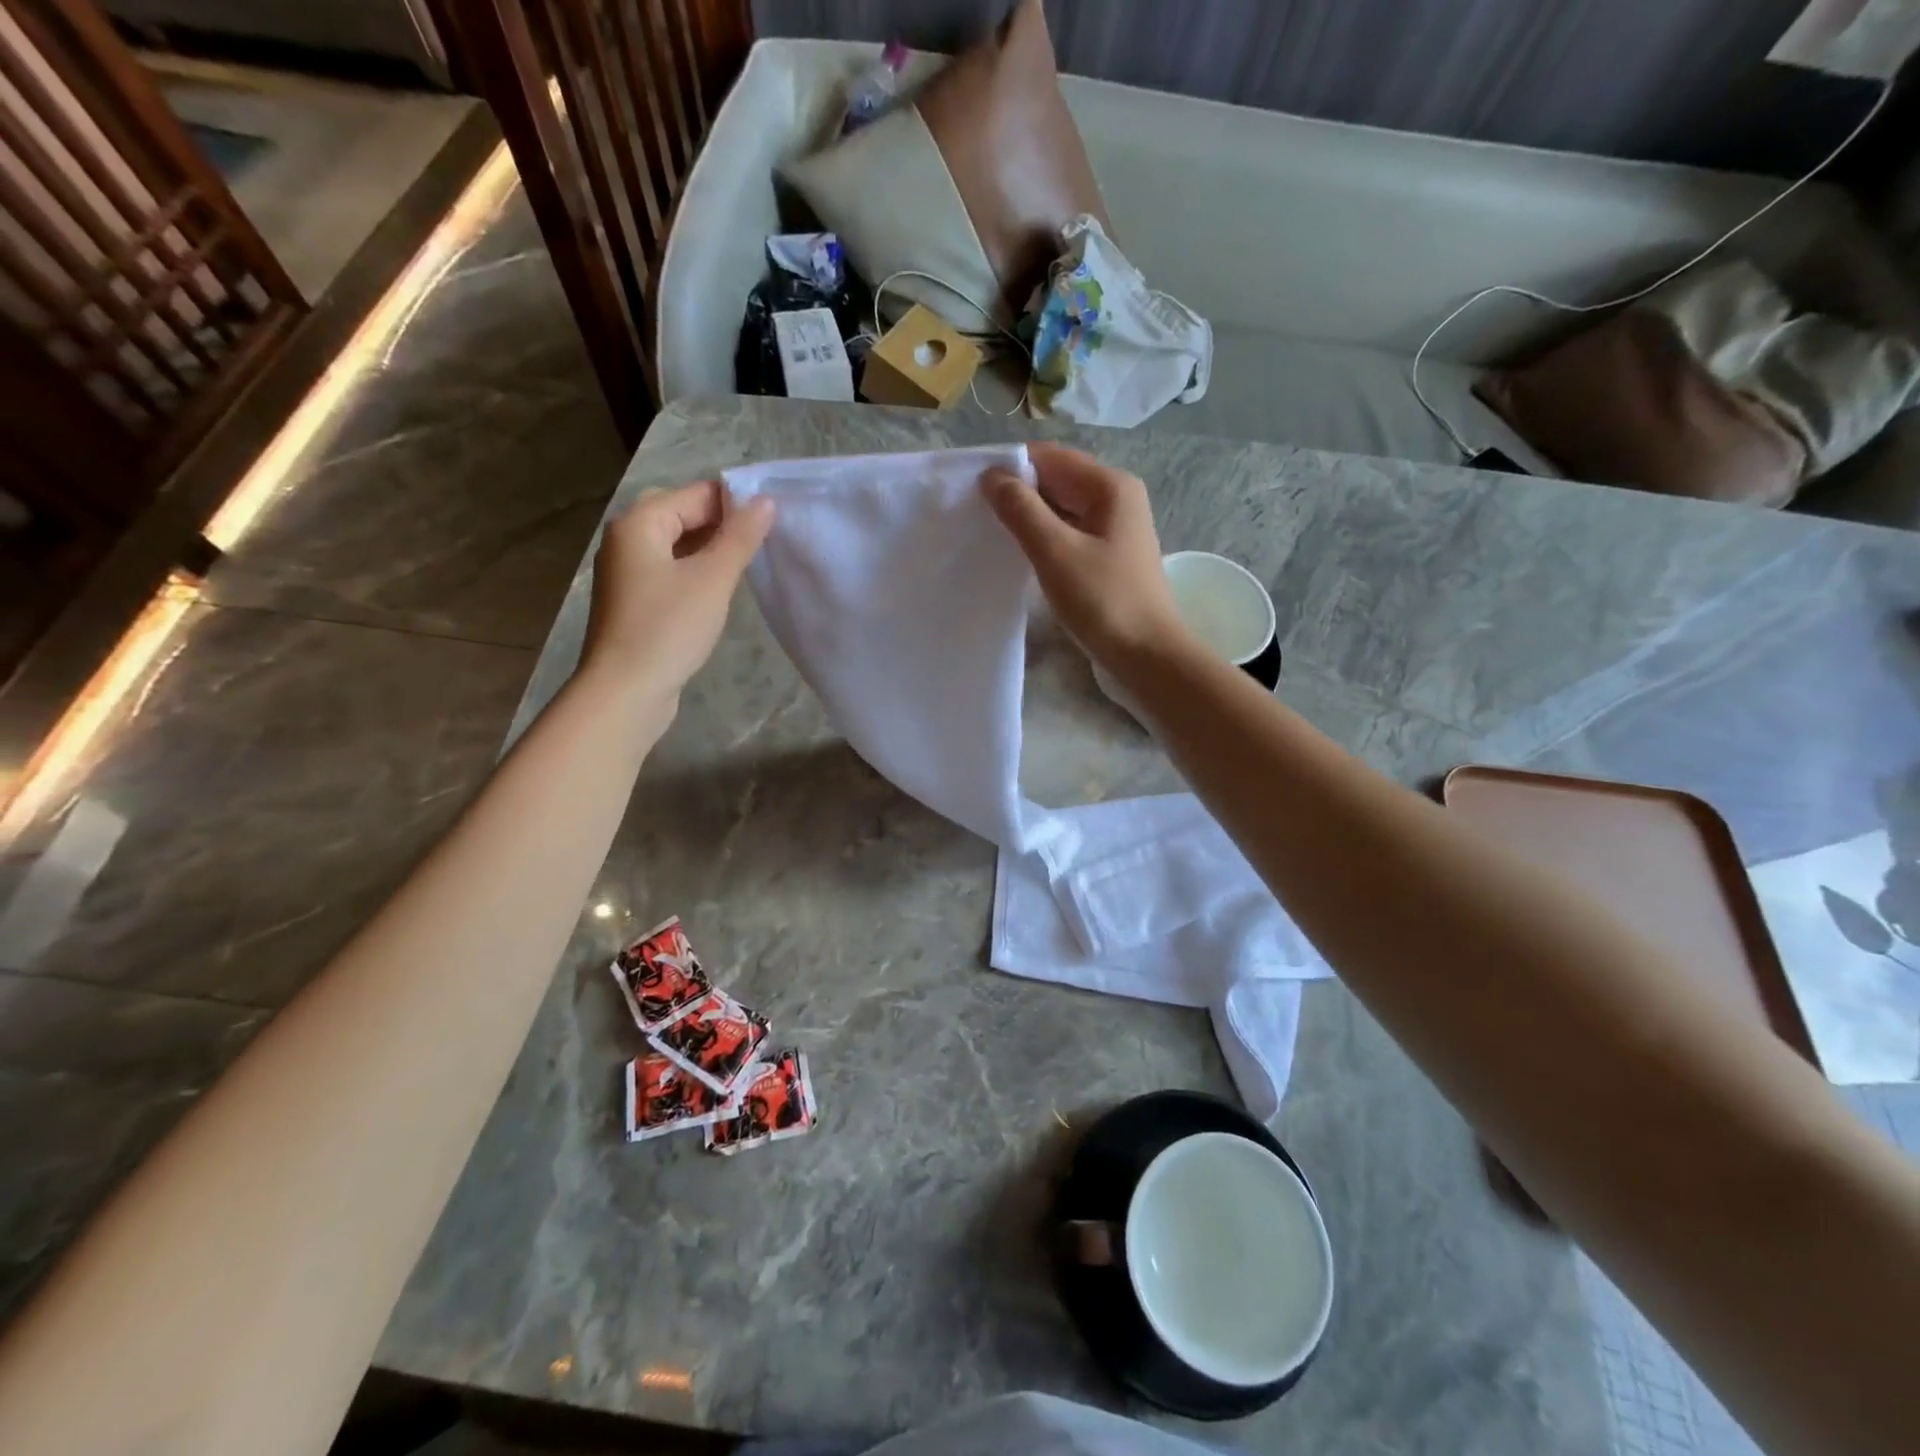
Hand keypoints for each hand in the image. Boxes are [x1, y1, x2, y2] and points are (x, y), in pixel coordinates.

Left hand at [580, 481, 773, 704]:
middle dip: (723, 526)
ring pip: (677, 545)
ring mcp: (626, 571)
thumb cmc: (668, 628)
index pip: (696, 494)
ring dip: (711, 550)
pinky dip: (695, 572)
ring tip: (747, 566)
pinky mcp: (633, 600)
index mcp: (639, 522)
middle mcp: (626, 538)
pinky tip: (718, 590)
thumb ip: (741, 537)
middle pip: (683, 515)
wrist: (626, 691)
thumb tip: (765, 501)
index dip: (737, 503)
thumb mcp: (713, 579)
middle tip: (762, 544)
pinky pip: (670, 570)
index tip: (775, 521)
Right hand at [981, 443, 1183, 665]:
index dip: (1010, 468)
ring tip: (991, 535)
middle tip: (974, 515)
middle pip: (1056, 480)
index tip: (972, 490)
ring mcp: (1114, 529)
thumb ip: (1021, 510)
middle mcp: (1116, 498)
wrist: (1146, 656)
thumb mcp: (1055, 552)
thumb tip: (991, 477)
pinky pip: (1069, 534)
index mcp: (1110, 485)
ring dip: (1028, 518)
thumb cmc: (1103, 601)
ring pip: (1061, 509)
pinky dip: (1044, 539)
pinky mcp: (1108, 556)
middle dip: (1017, 493)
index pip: (1049, 457)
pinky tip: (1020, 556)